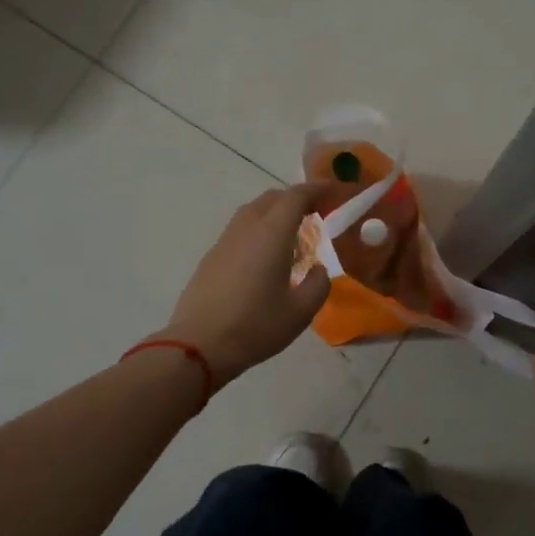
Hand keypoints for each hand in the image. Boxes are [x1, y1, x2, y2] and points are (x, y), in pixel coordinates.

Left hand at [164, 184, 332, 386]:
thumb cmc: (256, 326)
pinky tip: (266, 259)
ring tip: (293, 237)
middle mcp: (246, 229)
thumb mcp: (301, 311)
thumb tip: (317, 269)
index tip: (335, 194)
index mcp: (271, 234)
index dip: (318, 190)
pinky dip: (259, 231)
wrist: (199, 345)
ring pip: (253, 212)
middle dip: (297, 199)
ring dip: (276, 214)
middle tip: (317, 214)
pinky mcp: (211, 258)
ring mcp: (224, 242)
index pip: (297, 197)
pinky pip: (240, 231)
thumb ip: (318, 284)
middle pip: (272, 199)